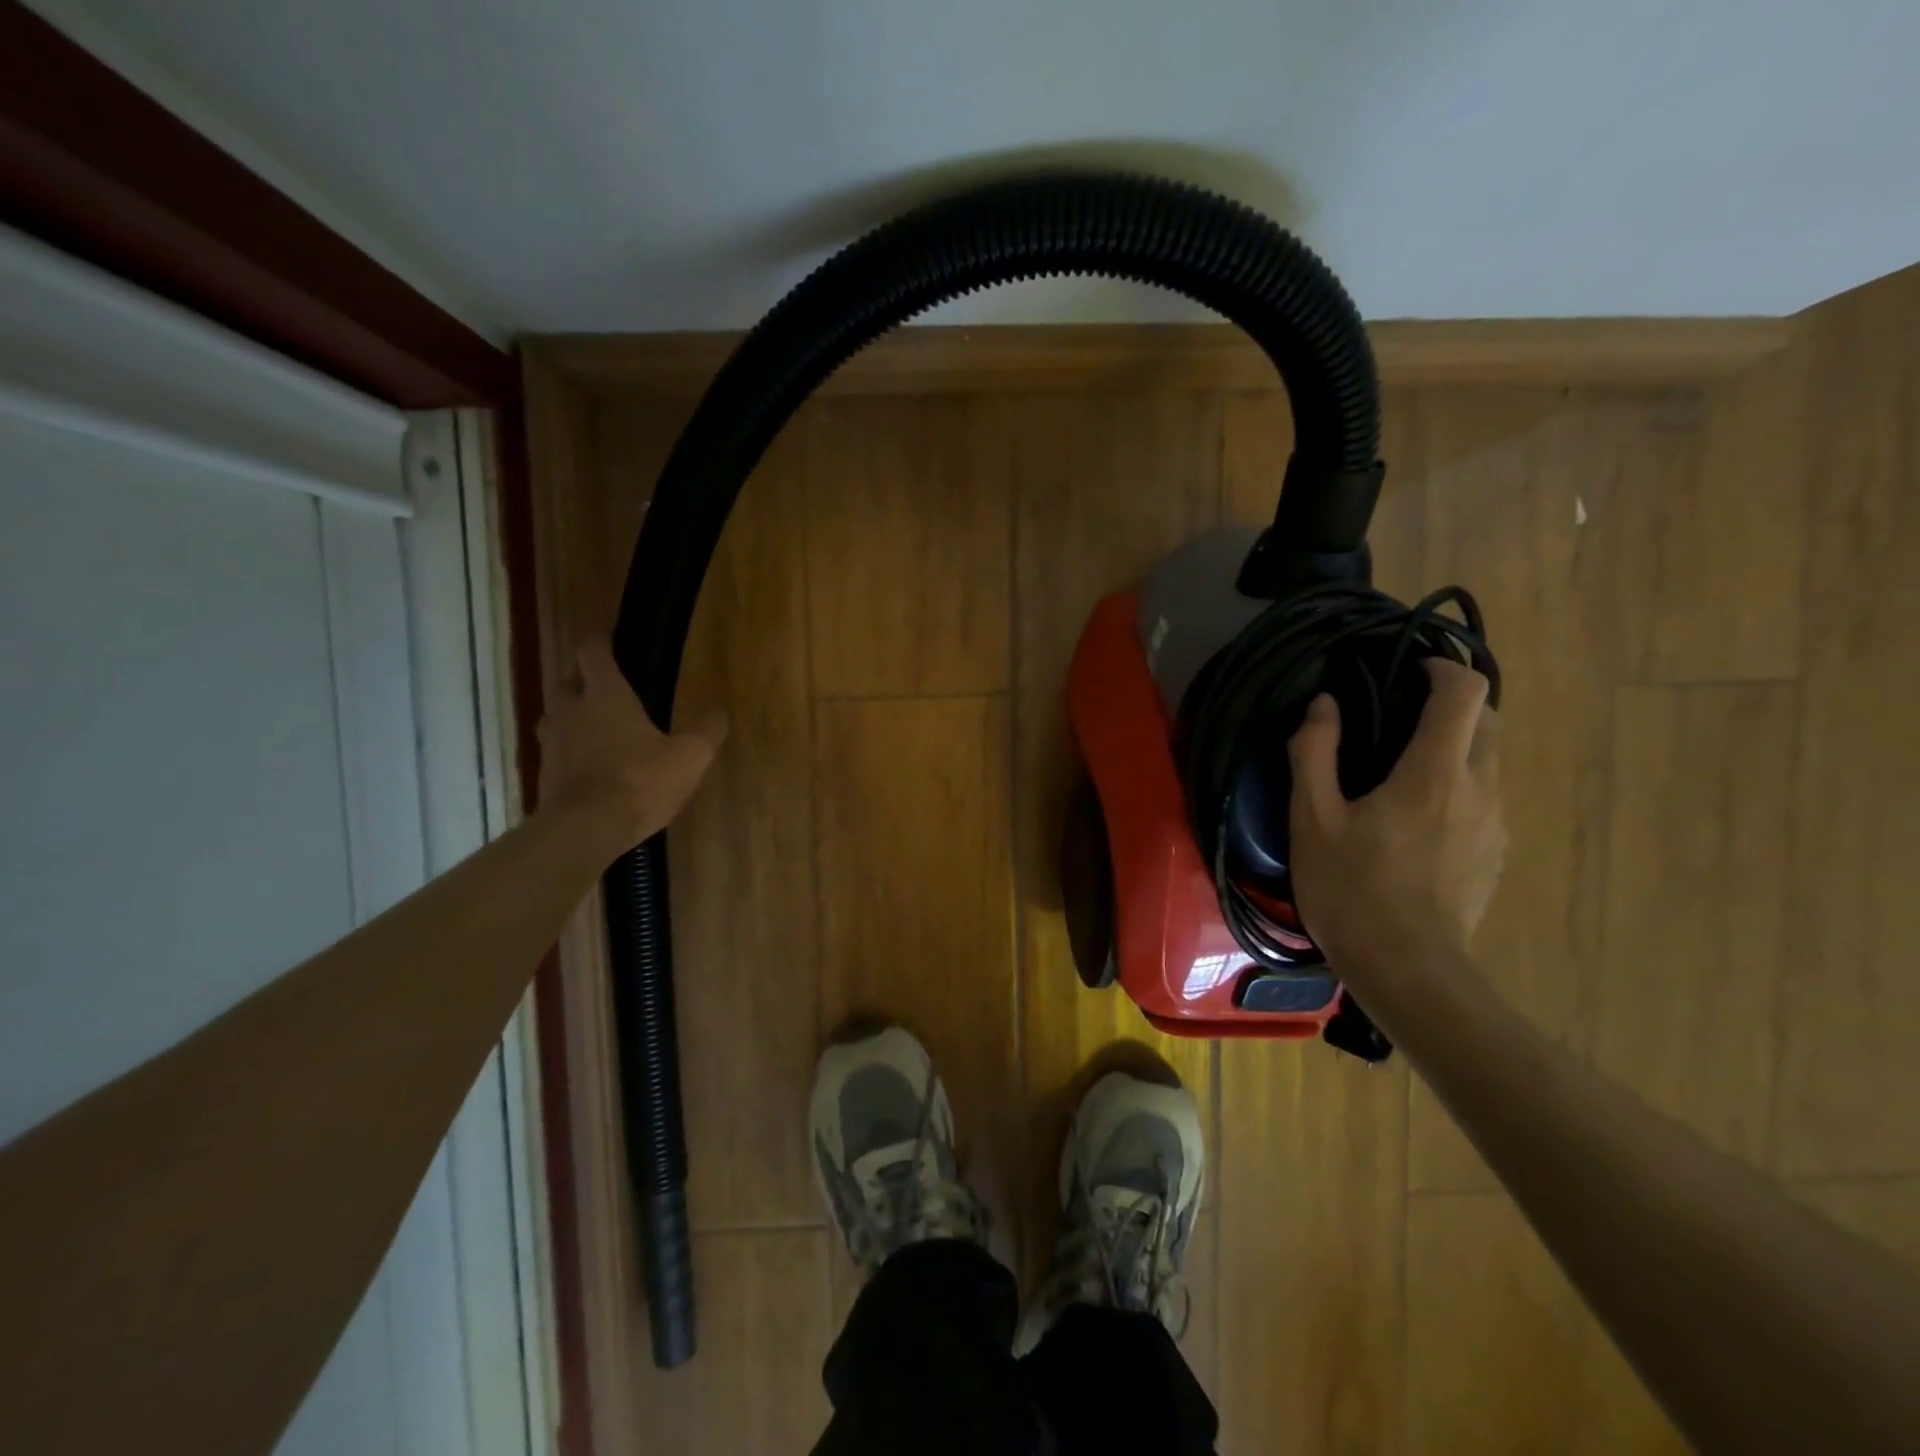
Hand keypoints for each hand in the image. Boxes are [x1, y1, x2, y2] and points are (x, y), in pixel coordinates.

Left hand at [537, 639, 726, 849]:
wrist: (586, 829)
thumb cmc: (640, 781)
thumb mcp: (690, 757)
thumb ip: (707, 732)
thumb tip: (721, 713)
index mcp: (606, 695)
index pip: (593, 652)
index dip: (599, 642)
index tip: (607, 639)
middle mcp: (571, 711)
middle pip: (567, 682)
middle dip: (583, 682)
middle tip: (606, 693)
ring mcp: (552, 744)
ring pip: (557, 718)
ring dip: (573, 719)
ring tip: (597, 733)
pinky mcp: (544, 775)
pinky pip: (556, 753)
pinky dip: (570, 754)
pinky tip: (590, 770)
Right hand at [1286, 658, 1505, 976]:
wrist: (1408, 970)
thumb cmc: (1352, 889)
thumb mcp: (1312, 818)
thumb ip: (1315, 752)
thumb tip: (1323, 705)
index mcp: (1435, 772)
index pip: (1465, 692)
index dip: (1442, 668)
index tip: (1409, 671)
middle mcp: (1480, 788)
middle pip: (1487, 721)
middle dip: (1451, 706)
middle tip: (1399, 718)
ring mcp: (1496, 825)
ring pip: (1488, 762)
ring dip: (1455, 748)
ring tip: (1402, 771)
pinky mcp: (1497, 855)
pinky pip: (1485, 799)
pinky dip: (1458, 786)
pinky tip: (1416, 821)